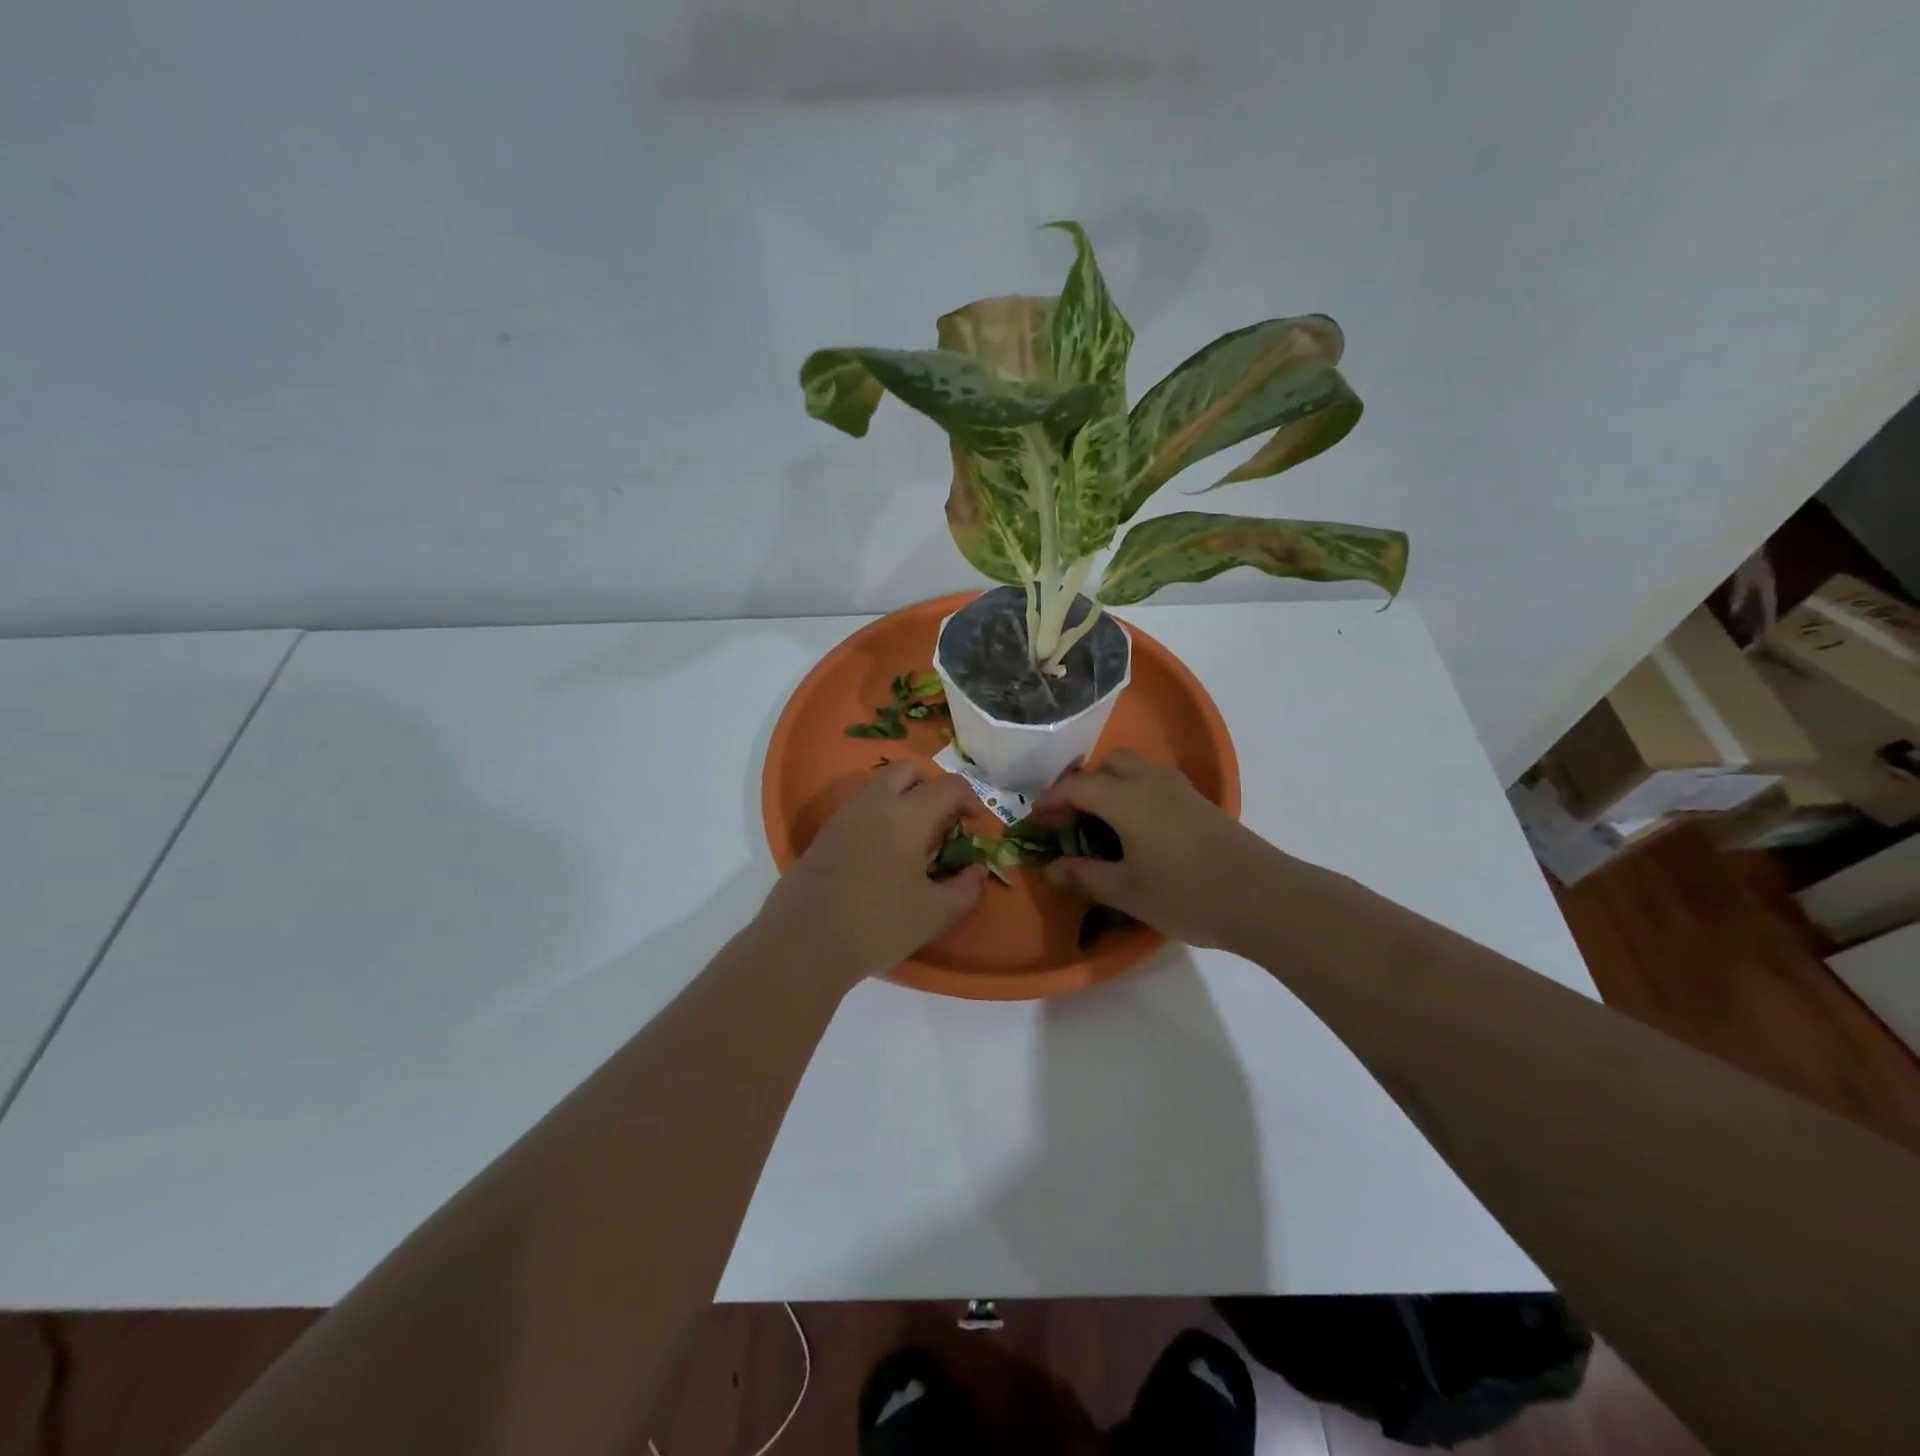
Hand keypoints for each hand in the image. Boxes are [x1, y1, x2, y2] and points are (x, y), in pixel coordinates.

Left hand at [759, 760, 986, 988]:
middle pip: (907, 771)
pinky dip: (877, 818)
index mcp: (907, 815)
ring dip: (901, 799)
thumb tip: (976, 871)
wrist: (804, 943)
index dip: (969, 798)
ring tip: (911, 840)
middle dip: (931, 786)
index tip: (975, 823)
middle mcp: (874, 804)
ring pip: (878, 787)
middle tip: (942, 820)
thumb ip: (965, 889)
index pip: (948, 786)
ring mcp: (842, 817)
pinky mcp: (822, 836)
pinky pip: (857, 811)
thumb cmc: (878, 924)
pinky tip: (881, 857)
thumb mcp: (935, 914)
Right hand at [1036, 750, 1283, 950]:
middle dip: (1085, 784)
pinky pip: (1156, 782)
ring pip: (1136, 769)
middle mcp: (1150, 782)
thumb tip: (1050, 870)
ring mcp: (1180, 789)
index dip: (1052, 799)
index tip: (1037, 819)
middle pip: (1109, 764)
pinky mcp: (1201, 802)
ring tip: (1104, 822)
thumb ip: (1084, 876)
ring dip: (1113, 785)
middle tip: (1073, 817)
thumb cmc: (1185, 894)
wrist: (1263, 899)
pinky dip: (1137, 793)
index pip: (1077, 786)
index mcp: (1125, 798)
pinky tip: (1140, 829)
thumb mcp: (1125, 891)